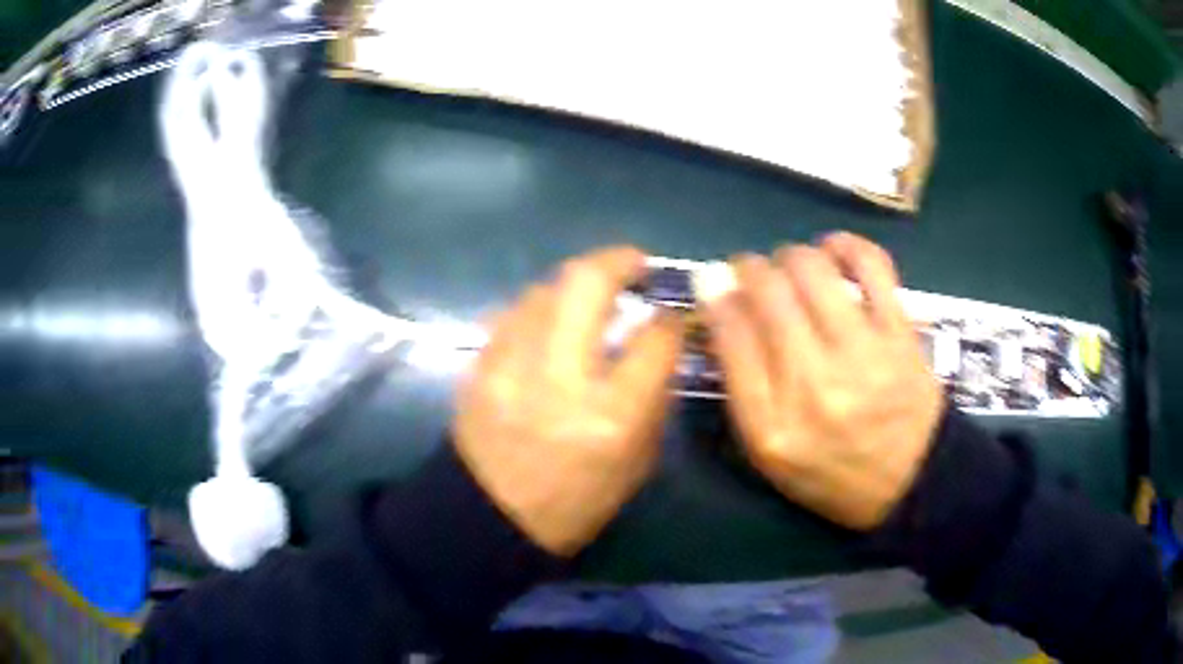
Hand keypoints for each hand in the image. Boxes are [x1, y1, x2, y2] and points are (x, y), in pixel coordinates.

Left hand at [454, 247, 682, 555]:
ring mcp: (509, 365)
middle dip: (618, 261)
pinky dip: (540, 307)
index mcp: (610, 416)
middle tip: (634, 265)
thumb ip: (654, 394)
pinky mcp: (479, 364)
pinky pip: (514, 312)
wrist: (489, 517)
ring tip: (591, 298)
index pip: (654, 339)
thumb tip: (659, 341)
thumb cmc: (575, 503)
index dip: (670, 319)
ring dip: (575, 283)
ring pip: (545, 288)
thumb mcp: (637, 462)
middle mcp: (559, 379)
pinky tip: (551, 324)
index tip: (671, 315)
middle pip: (587, 283)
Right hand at [699, 233, 943, 529]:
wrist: (910, 480)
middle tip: (754, 274)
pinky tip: (834, 251)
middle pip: (766, 290)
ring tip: (793, 268)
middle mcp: (812, 384)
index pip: (728, 332)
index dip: (714, 293)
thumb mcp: (770, 451)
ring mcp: (861, 354)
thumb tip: (719, 301)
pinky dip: (845, 245)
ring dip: (790, 256)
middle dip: (749, 268)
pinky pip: (870, 264)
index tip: (714, 282)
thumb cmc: (831, 471)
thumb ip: (740, 383)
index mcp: (770, 424)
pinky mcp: (899, 334)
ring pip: (810, 268)